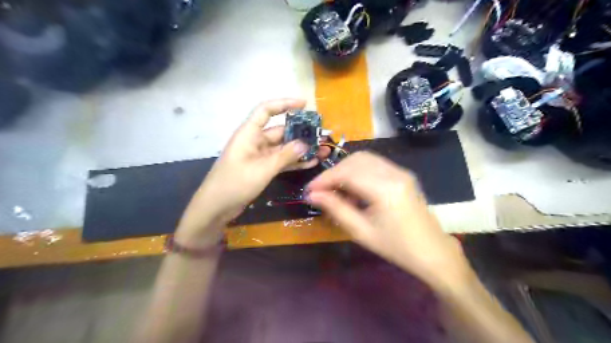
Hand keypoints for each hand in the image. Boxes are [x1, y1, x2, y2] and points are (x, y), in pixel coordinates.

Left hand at [175, 99, 328, 246]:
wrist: (216, 207)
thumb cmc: (235, 183)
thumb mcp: (262, 168)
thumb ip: (285, 156)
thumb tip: (306, 144)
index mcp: (249, 133)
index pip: (266, 110)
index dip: (285, 104)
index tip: (304, 105)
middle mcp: (255, 141)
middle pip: (280, 131)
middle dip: (300, 133)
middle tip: (321, 136)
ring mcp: (259, 156)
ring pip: (283, 148)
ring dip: (301, 149)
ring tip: (321, 150)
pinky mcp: (262, 169)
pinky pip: (281, 161)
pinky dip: (294, 162)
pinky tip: (311, 163)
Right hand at [305, 151, 468, 287]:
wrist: (432, 251)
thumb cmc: (396, 247)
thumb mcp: (361, 231)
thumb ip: (336, 209)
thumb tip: (312, 195)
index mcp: (385, 189)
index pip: (347, 172)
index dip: (324, 179)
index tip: (309, 190)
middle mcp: (394, 173)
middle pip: (355, 160)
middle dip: (334, 172)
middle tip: (321, 190)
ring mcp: (400, 171)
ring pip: (364, 158)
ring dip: (345, 170)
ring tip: (336, 191)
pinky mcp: (402, 174)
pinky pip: (374, 164)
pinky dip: (358, 171)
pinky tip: (354, 189)